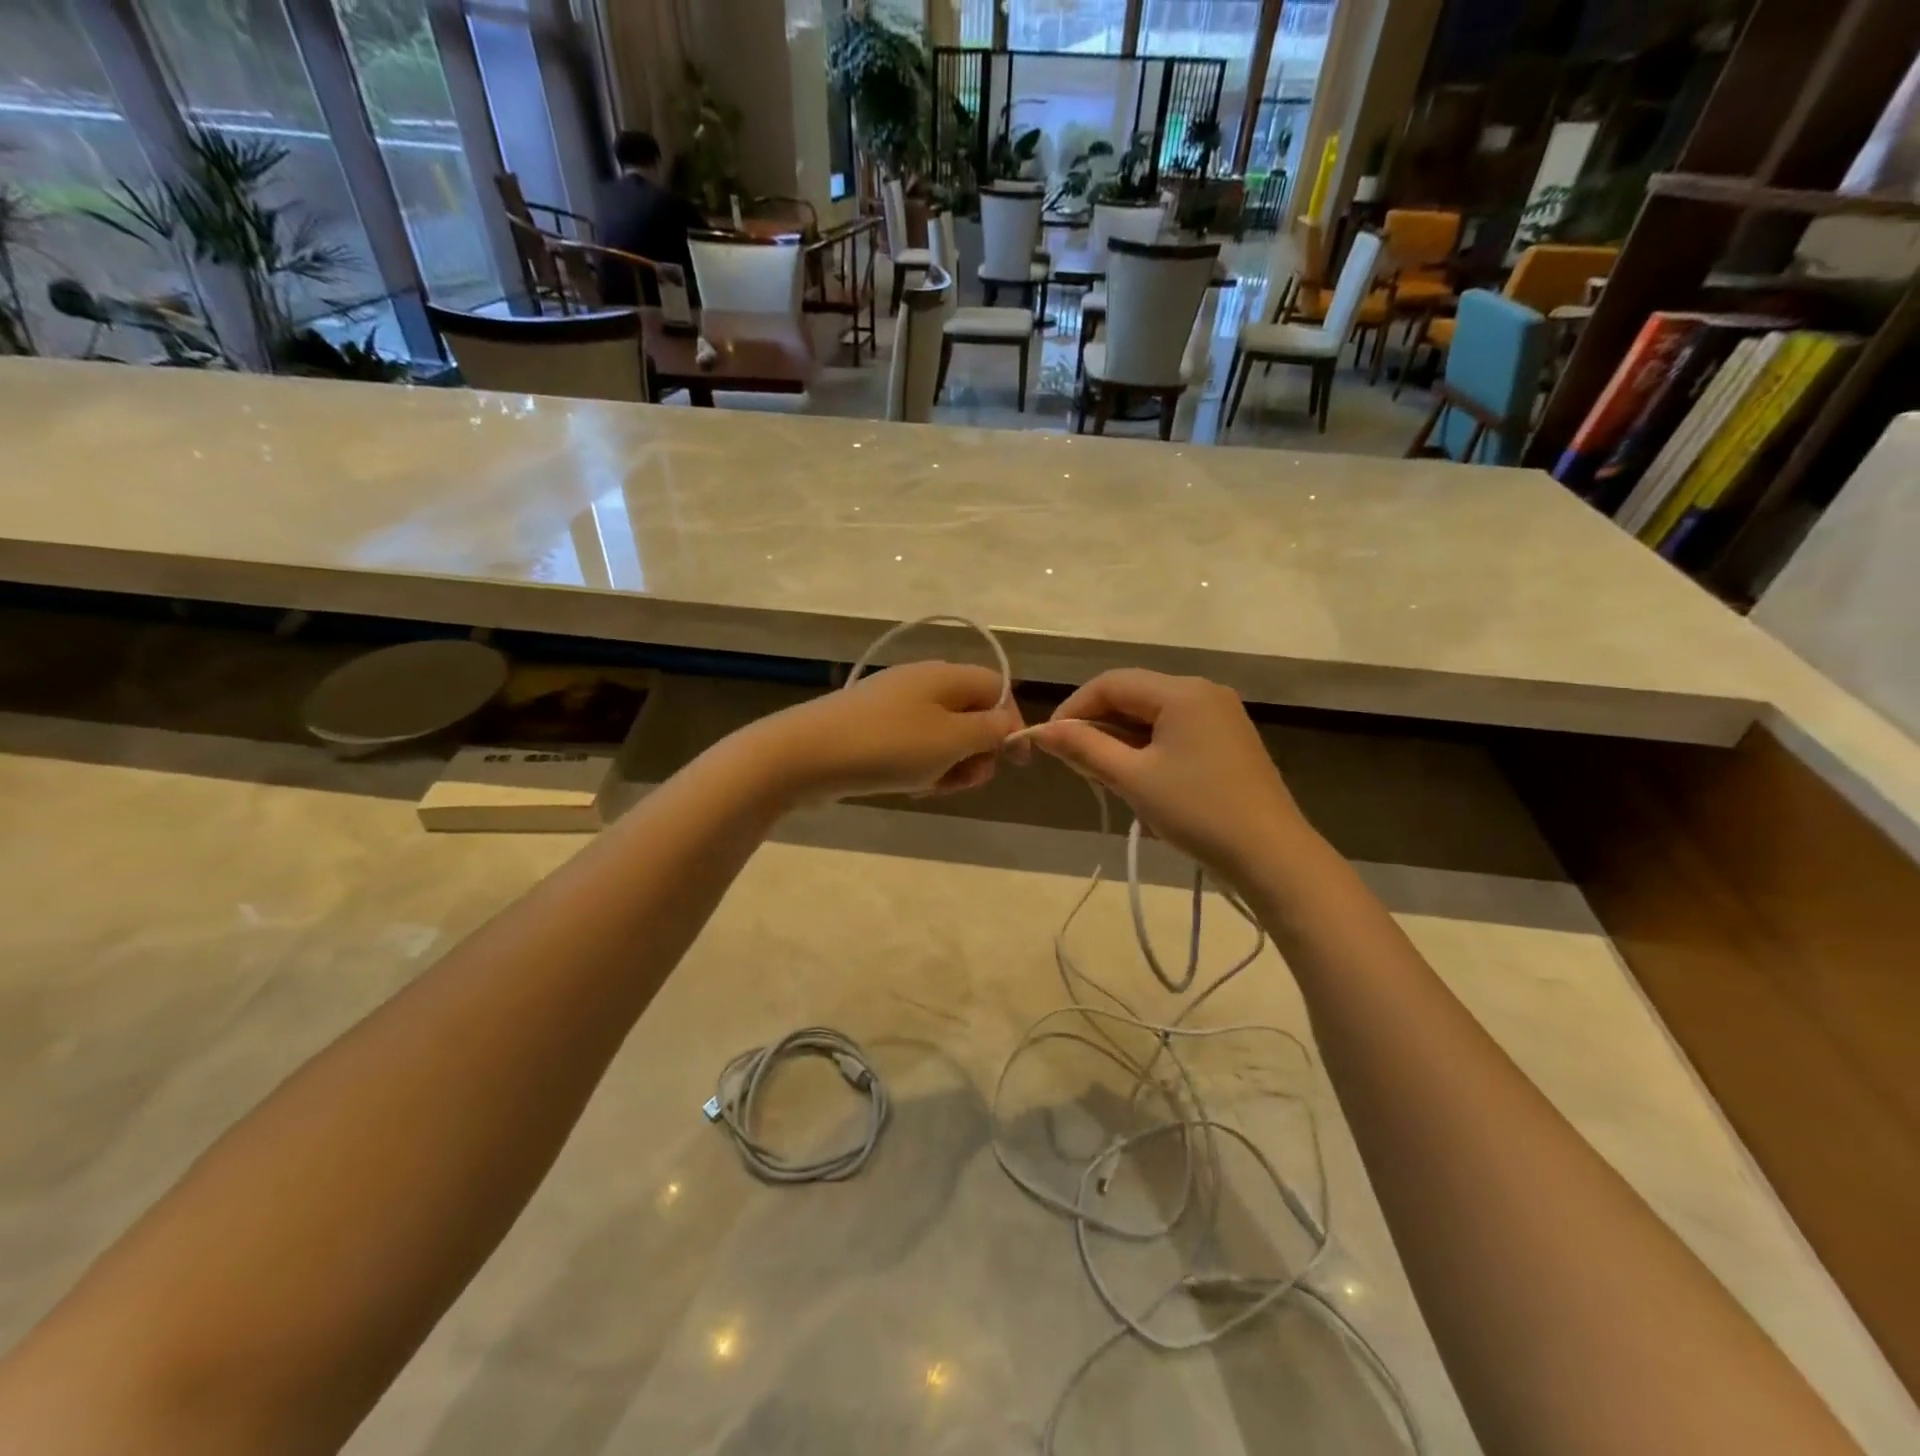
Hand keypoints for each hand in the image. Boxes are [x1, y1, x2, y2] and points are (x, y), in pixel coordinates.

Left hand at [752, 662, 1025, 800]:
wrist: (805, 754)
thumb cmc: (888, 746)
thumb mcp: (952, 740)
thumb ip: (990, 731)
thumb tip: (1009, 724)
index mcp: (947, 676)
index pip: (999, 689)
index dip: (1012, 724)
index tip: (1013, 763)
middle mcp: (923, 682)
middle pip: (972, 714)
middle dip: (976, 752)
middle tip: (962, 780)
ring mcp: (895, 704)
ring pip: (943, 736)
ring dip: (947, 765)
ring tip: (928, 786)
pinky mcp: (873, 727)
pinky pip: (913, 745)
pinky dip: (919, 766)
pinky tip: (906, 785)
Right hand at [1027, 669, 1307, 881]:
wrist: (1271, 855)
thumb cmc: (1197, 811)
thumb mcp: (1132, 779)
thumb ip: (1084, 748)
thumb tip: (1041, 731)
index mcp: (1181, 691)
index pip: (1111, 683)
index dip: (1074, 708)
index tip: (1049, 742)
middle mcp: (1203, 691)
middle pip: (1133, 693)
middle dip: (1096, 723)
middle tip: (1072, 760)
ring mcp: (1220, 714)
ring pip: (1152, 713)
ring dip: (1120, 736)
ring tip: (1099, 771)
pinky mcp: (1228, 738)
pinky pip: (1174, 728)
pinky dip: (1147, 744)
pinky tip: (1136, 773)